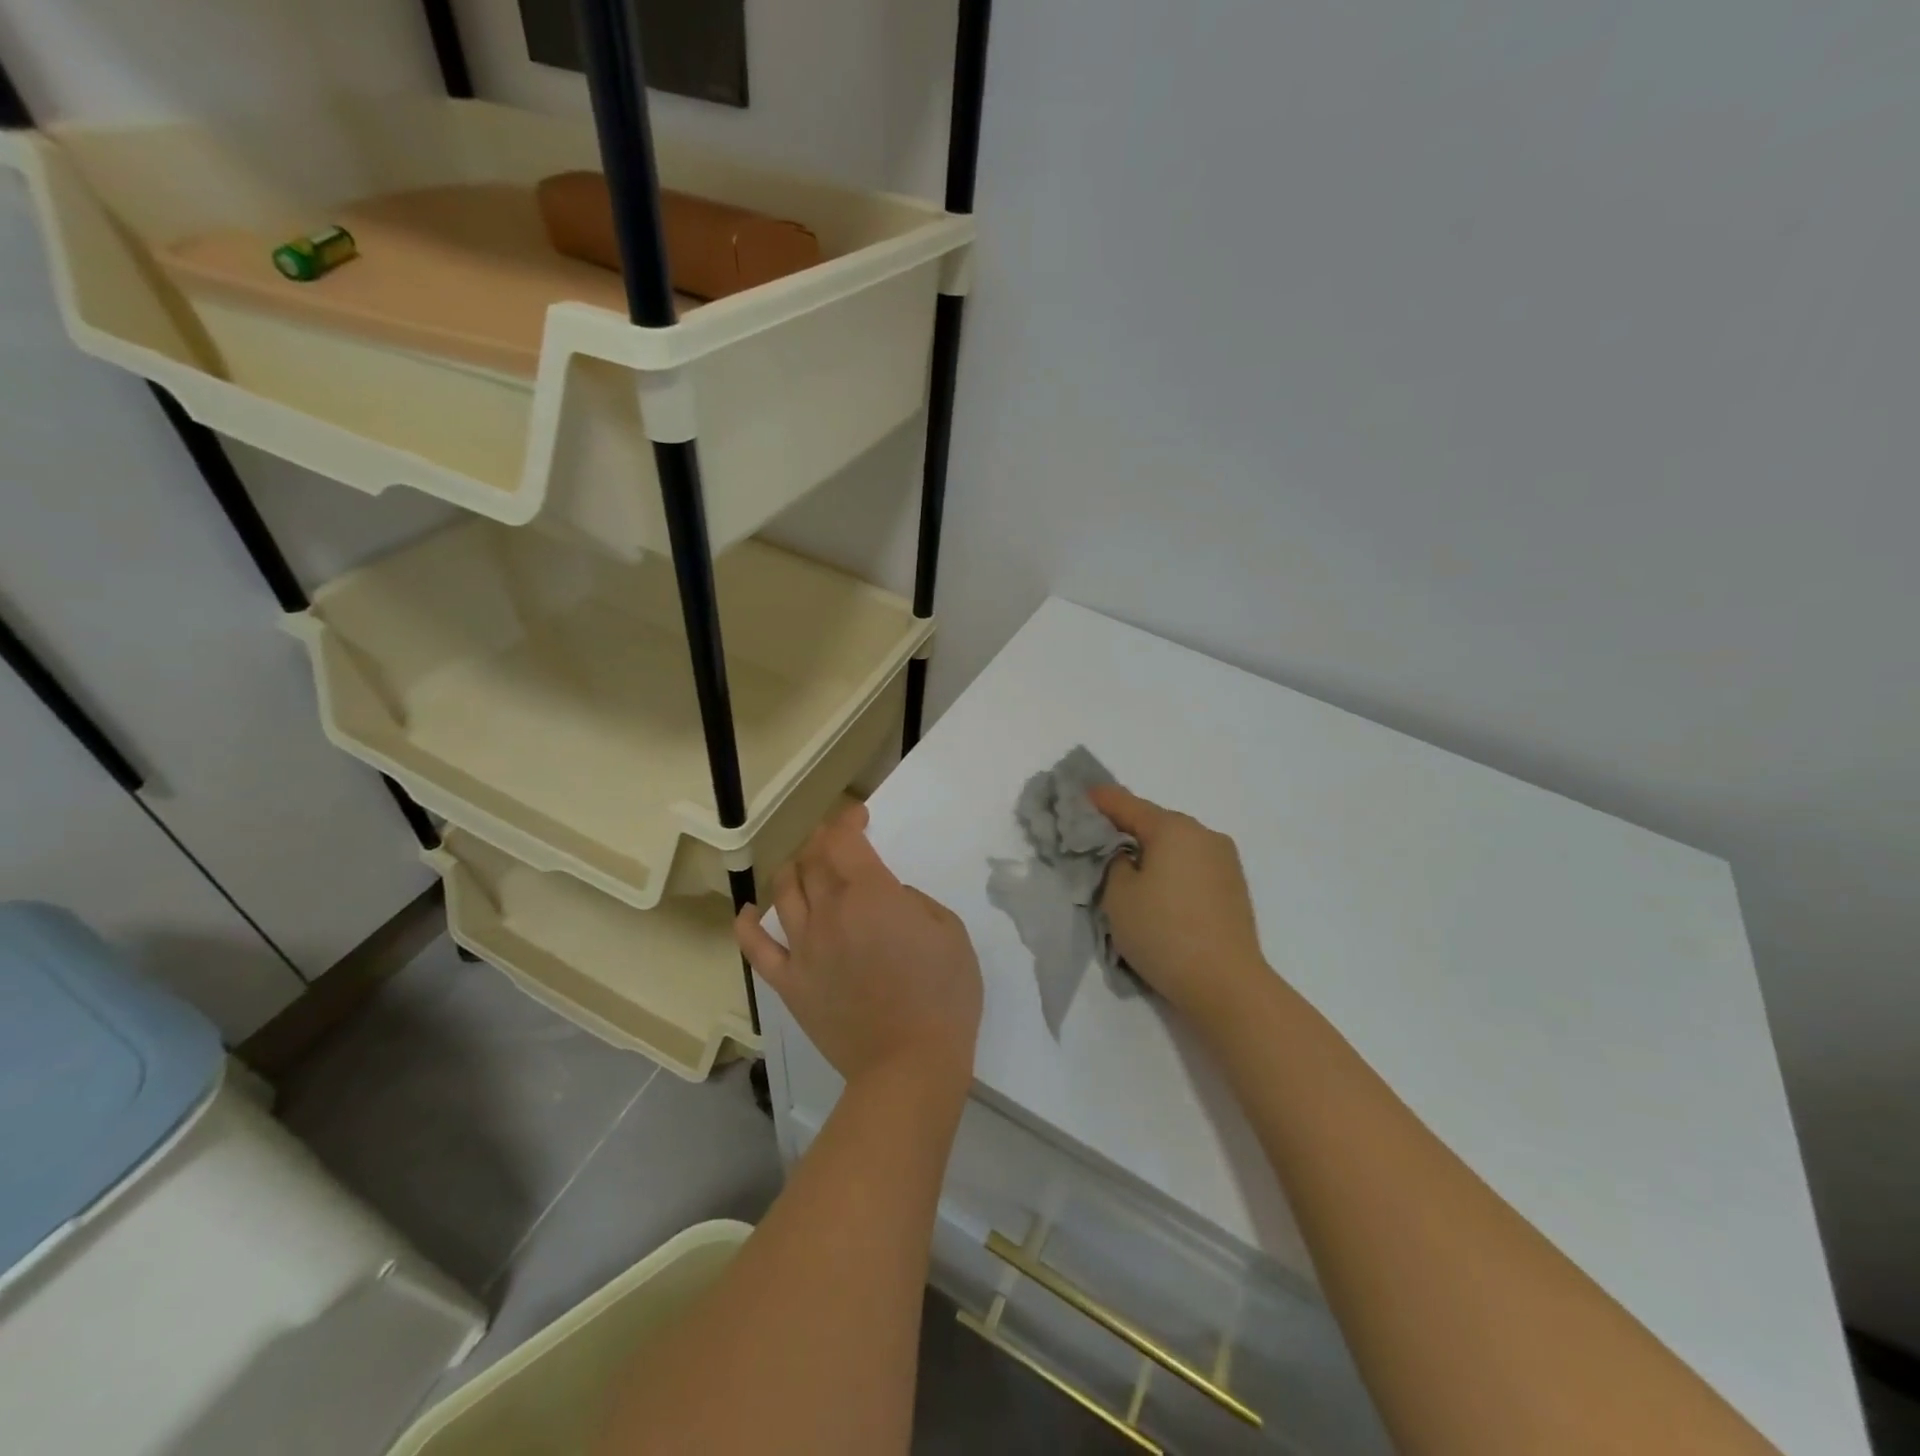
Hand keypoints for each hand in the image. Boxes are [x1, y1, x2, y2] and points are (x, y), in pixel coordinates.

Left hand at [736, 803, 982, 1100]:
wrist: (909, 1065)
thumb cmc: (942, 996)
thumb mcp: (949, 932)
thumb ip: (914, 902)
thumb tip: (887, 899)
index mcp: (869, 894)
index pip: (843, 840)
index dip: (846, 820)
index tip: (857, 815)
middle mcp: (828, 912)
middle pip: (812, 860)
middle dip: (822, 841)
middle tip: (836, 841)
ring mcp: (803, 949)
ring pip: (785, 893)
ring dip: (793, 870)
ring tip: (804, 867)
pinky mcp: (790, 983)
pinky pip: (757, 949)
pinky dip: (748, 925)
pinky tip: (749, 912)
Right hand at [1090, 787, 1269, 1025]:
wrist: (1226, 984)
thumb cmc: (1163, 933)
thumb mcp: (1118, 895)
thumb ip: (1113, 862)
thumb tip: (1126, 855)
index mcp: (1173, 828)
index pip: (1126, 804)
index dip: (1099, 800)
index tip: (1078, 797)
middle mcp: (1204, 834)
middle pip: (1154, 822)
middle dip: (1125, 828)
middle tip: (1096, 838)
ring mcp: (1225, 860)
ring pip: (1176, 844)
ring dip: (1150, 851)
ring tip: (1126, 868)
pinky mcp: (1234, 886)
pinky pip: (1192, 865)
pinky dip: (1171, 868)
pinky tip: (1157, 889)